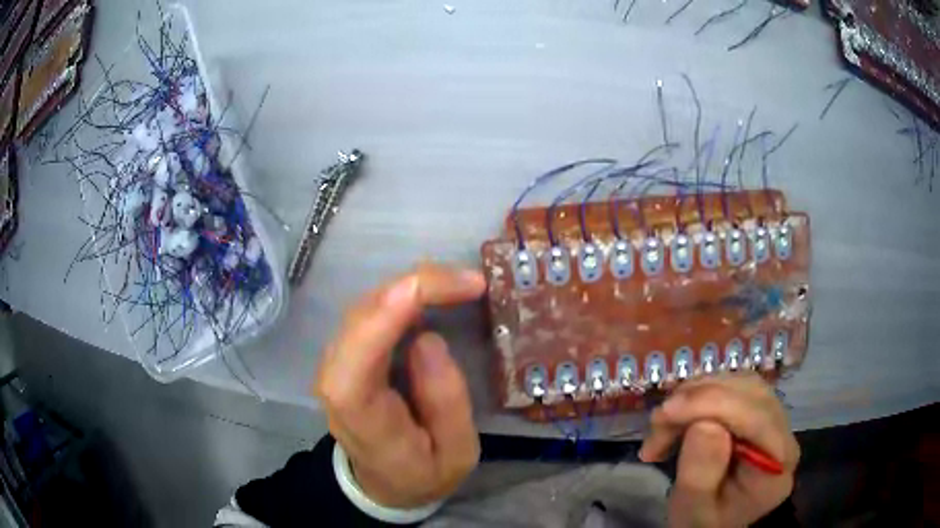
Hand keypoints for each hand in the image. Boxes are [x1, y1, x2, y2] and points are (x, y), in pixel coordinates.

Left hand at [313, 263, 485, 507]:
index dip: (397, 309)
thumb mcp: (454, 455)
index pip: (362, 351)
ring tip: (457, 283)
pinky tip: (432, 292)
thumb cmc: (421, 474)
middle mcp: (336, 378)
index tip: (453, 287)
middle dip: (417, 286)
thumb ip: (446, 404)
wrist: (383, 483)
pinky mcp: (346, 352)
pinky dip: (402, 295)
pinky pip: (370, 312)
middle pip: (364, 315)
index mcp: (359, 411)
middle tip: (469, 282)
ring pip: (366, 306)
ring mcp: (336, 361)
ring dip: (411, 286)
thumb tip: (428, 339)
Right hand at [639, 373, 799, 527]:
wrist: (711, 523)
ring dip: (696, 395)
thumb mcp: (693, 512)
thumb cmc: (702, 522)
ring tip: (664, 424)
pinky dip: (700, 395)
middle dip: (699, 399)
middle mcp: (784, 433)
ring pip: (740, 383)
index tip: (666, 412)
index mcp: (777, 464)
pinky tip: (679, 416)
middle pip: (750, 393)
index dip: (713, 405)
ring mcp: (773, 419)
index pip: (757, 418)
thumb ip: (700, 475)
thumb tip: (704, 425)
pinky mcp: (757, 412)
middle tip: (658, 423)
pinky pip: (732, 387)